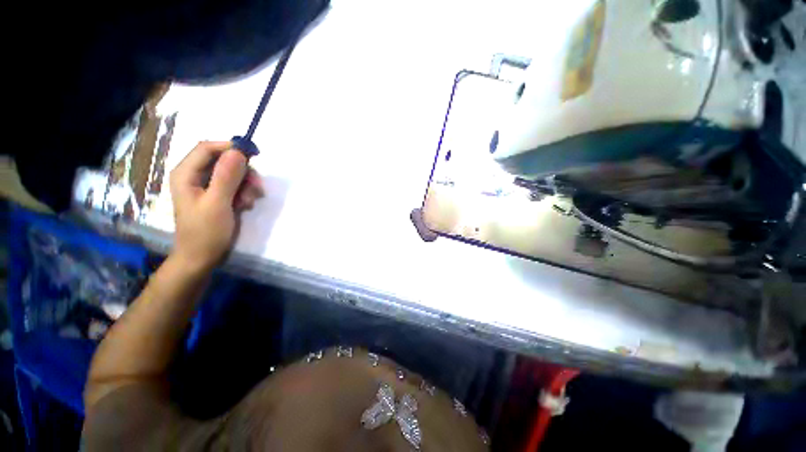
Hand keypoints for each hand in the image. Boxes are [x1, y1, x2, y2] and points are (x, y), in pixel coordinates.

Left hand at [169, 141, 263, 270]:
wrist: (202, 258)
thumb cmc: (206, 232)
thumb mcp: (218, 203)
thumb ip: (227, 177)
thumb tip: (238, 152)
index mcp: (186, 174)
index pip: (207, 148)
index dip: (230, 147)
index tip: (254, 155)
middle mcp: (195, 177)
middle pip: (223, 160)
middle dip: (243, 172)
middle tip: (256, 186)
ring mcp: (206, 187)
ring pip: (232, 174)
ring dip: (246, 185)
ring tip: (249, 201)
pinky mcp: (217, 197)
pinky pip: (235, 186)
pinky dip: (244, 193)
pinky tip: (246, 205)